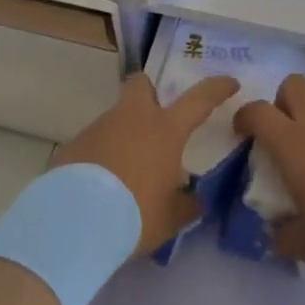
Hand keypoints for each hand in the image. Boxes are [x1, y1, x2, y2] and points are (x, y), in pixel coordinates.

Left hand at [53, 72, 240, 255]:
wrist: (75, 221)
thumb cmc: (135, 214)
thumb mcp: (171, 218)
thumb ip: (187, 204)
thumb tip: (196, 199)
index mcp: (164, 130)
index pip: (199, 99)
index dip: (217, 88)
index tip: (229, 83)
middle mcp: (132, 118)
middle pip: (141, 84)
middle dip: (150, 91)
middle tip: (157, 114)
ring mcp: (100, 127)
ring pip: (117, 117)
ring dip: (125, 133)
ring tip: (128, 170)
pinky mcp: (75, 144)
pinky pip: (95, 142)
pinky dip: (103, 155)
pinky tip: (102, 184)